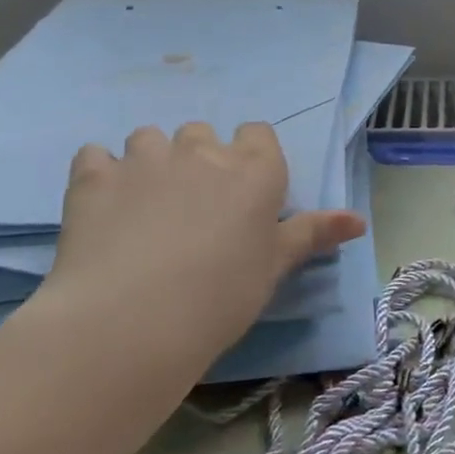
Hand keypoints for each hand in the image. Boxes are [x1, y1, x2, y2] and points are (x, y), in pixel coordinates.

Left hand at [36, 121, 364, 375]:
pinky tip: (101, 205)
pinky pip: (95, 155)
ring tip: (144, 206)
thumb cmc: (222, 295)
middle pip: (202, 133)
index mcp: (253, 170)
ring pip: (149, 137)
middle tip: (193, 207)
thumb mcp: (275, 267)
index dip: (249, 157)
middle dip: (199, 159)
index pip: (257, 134)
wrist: (134, 320)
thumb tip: (360, 220)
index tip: (242, 193)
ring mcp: (145, 158)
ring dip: (150, 161)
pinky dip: (99, 173)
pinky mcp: (94, 175)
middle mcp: (201, 151)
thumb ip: (313, 233)